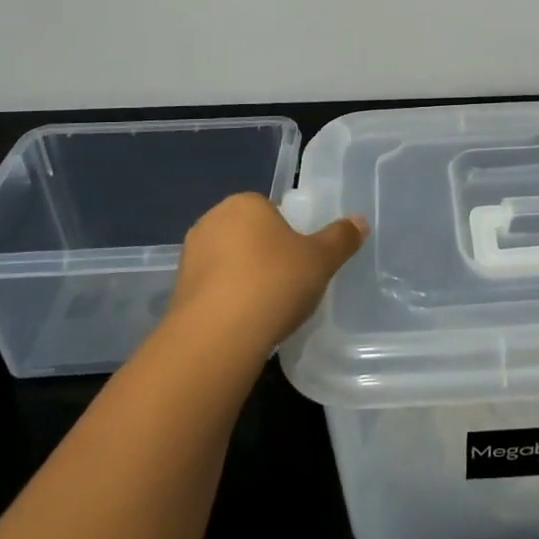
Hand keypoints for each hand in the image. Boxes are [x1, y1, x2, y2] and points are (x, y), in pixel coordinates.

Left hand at [164, 193, 366, 359]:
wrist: (217, 336)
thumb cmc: (274, 282)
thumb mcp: (321, 259)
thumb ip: (341, 238)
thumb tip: (360, 221)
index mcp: (245, 203)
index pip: (271, 210)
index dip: (289, 234)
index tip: (301, 261)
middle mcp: (211, 221)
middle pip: (249, 235)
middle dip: (265, 255)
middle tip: (289, 283)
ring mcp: (190, 257)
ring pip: (229, 263)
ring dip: (245, 279)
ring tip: (268, 308)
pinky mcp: (178, 292)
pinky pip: (213, 290)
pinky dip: (228, 301)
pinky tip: (245, 323)